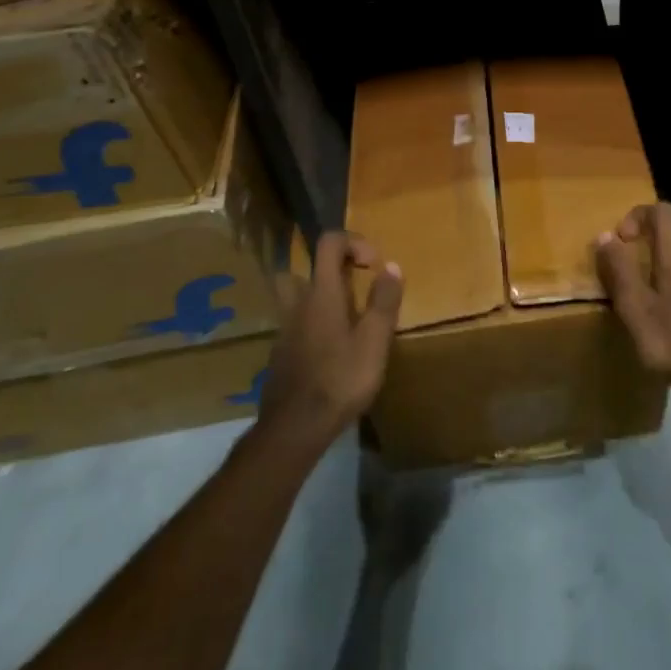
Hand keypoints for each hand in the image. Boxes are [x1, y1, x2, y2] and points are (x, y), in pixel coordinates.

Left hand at [260, 231, 404, 446]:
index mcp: (322, 293)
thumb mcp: (374, 340)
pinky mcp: (279, 357)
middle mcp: (297, 305)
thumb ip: (383, 301)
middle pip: (299, 270)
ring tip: (340, 319)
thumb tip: (391, 266)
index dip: (352, 241)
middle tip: (347, 286)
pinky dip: (309, 328)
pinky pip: (293, 328)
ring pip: (293, 301)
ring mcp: (284, 332)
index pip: (328, 243)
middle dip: (322, 270)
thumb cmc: (340, 378)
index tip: (372, 263)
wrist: (295, 428)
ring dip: (314, 299)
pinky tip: (328, 352)